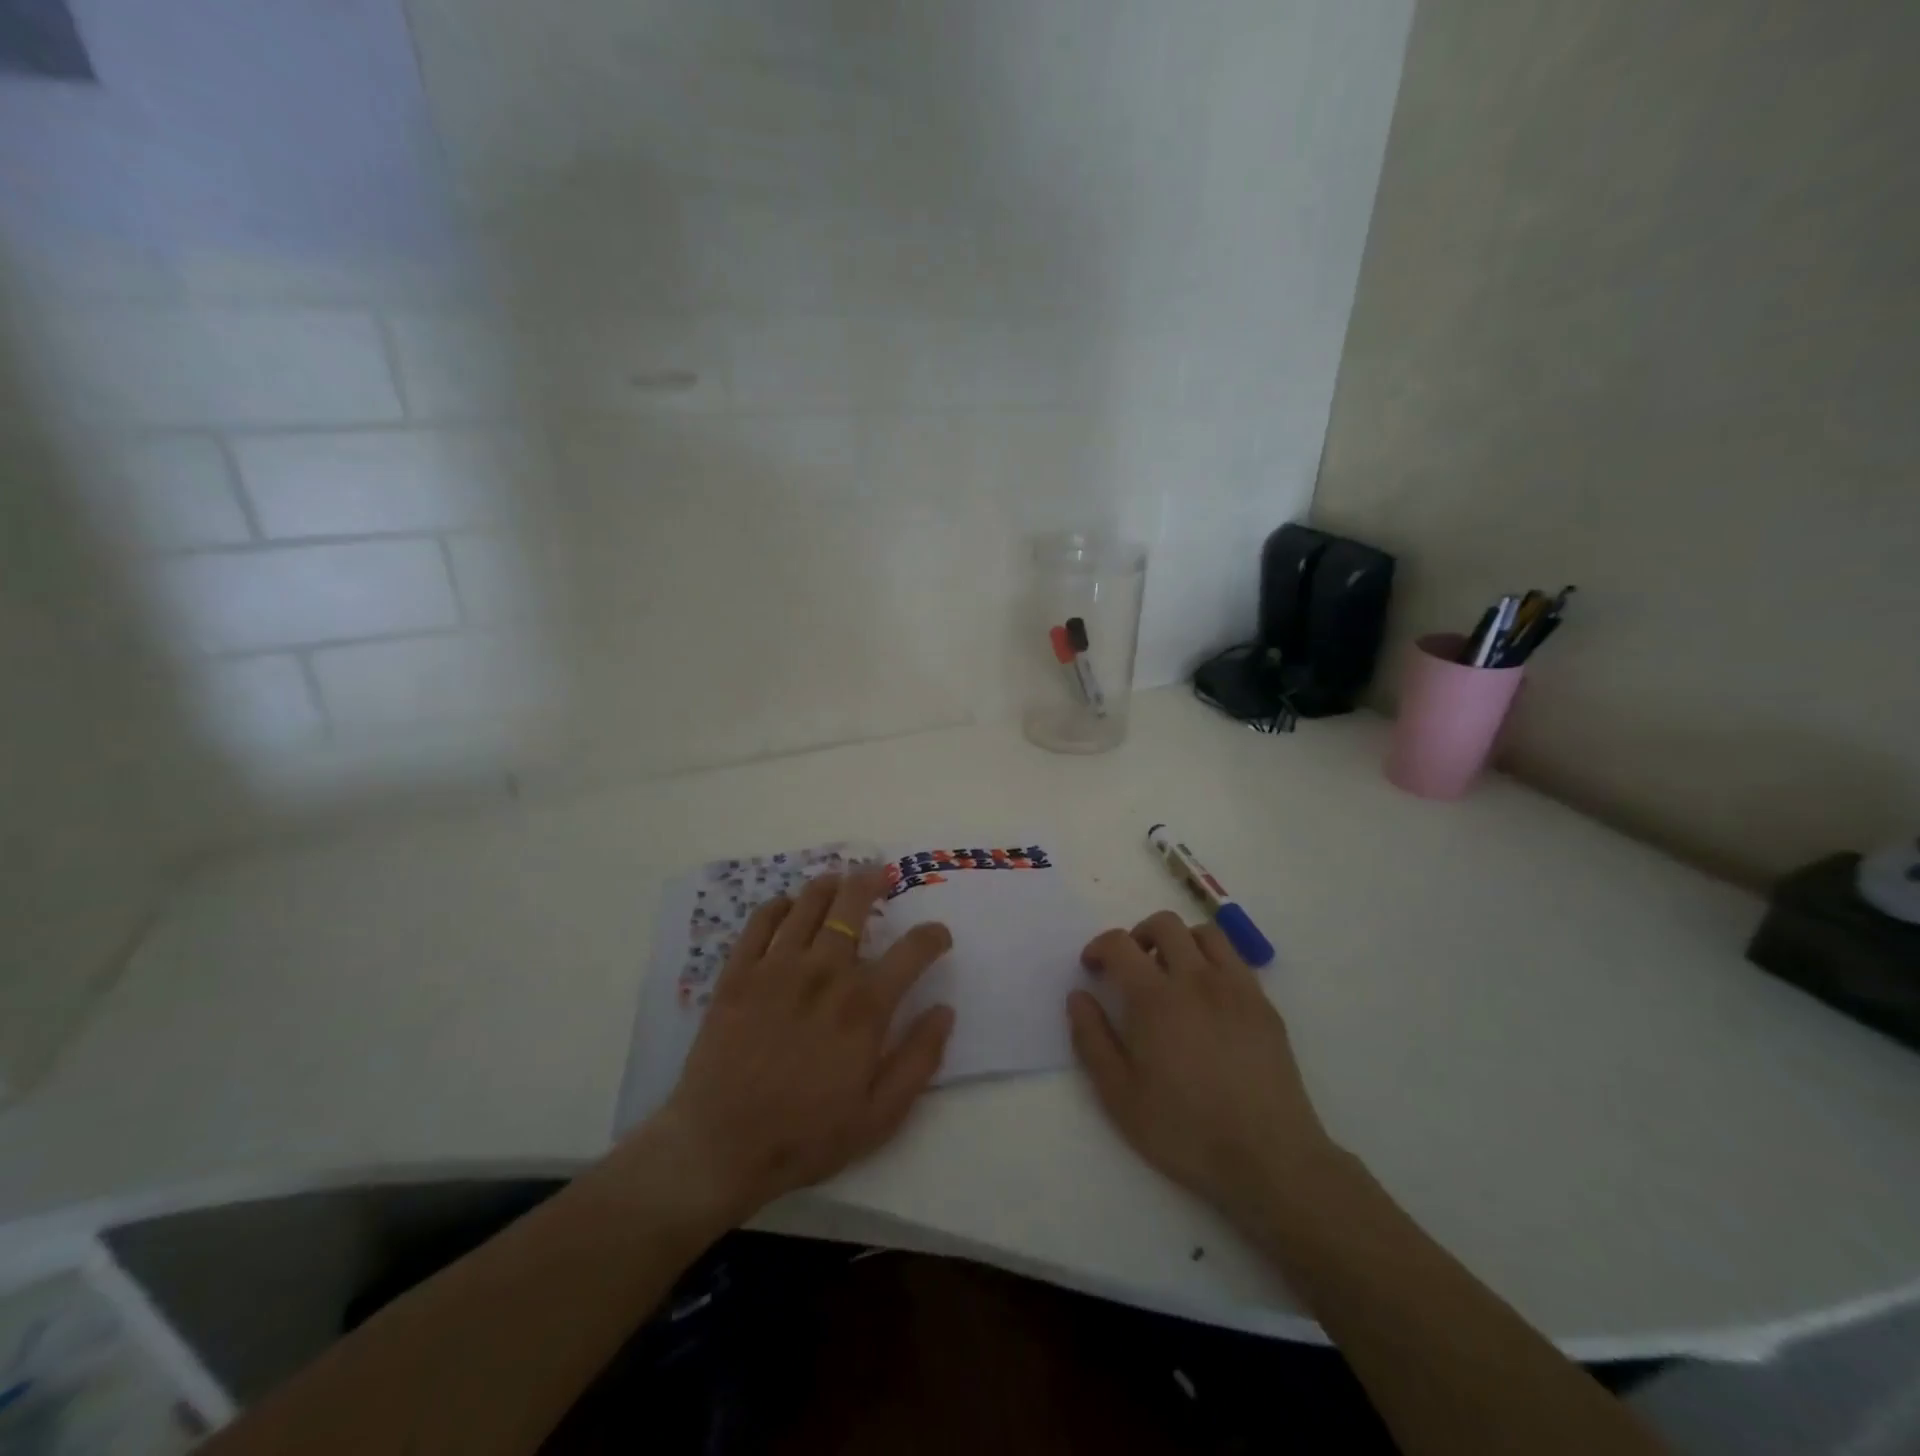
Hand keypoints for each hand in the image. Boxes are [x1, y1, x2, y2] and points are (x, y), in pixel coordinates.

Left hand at [645, 869, 954, 1225]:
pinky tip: (787, 907)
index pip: (912, 951)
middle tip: (880, 876)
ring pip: (808, 903)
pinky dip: (778, 905)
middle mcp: (824, 973)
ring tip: (839, 882)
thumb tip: (945, 1010)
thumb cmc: (806, 1136)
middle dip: (873, 882)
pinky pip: (760, 921)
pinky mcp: (738, 973)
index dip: (933, 936)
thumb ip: (919, 1059)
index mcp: (863, 1007)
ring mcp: (776, 968)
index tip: (938, 936)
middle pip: (853, 904)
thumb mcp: (880, 1115)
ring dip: (829, 885)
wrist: (718, 1148)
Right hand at [1067, 911, 1337, 1223]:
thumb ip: (1092, 1039)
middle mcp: (1196, 979)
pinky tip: (1208, 998)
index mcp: (1155, 998)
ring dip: (1180, 942)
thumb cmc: (1185, 1130)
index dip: (1098, 947)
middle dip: (1138, 935)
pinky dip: (1213, 962)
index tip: (1093, 968)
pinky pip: (1235, 960)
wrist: (1269, 1158)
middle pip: (1164, 924)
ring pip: (1205, 933)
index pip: (1119, 943)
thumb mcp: (1119, 1095)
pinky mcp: (1264, 1005)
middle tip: (1131, 968)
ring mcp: (1236, 988)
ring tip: (1171, 974)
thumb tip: (1078, 997)